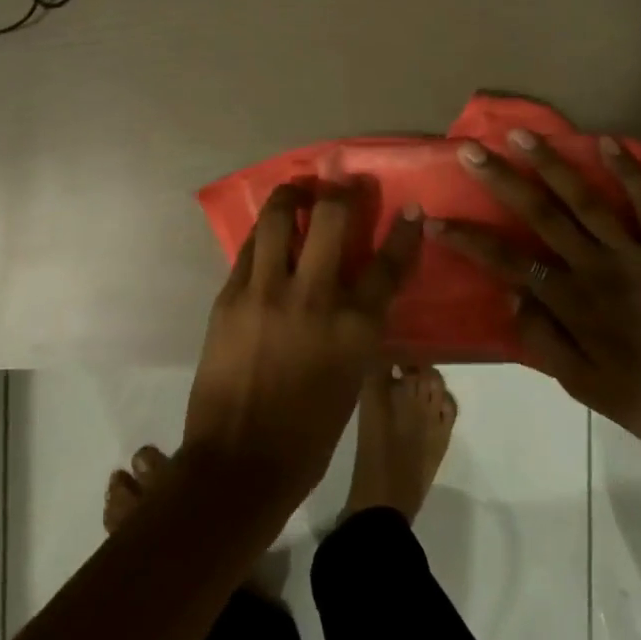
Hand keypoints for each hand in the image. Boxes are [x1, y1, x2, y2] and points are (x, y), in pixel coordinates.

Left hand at [182, 180, 422, 516]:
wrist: (240, 462)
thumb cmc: (308, 434)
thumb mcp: (351, 378)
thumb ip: (356, 327)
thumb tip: (355, 292)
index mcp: (356, 327)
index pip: (389, 265)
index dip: (404, 232)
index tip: (409, 208)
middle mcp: (315, 297)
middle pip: (333, 218)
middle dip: (341, 189)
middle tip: (340, 177)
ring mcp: (267, 292)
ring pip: (281, 218)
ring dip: (293, 194)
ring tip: (298, 189)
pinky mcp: (231, 296)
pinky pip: (250, 249)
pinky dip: (264, 234)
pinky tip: (269, 232)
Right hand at [430, 132, 640, 464]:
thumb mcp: (585, 388)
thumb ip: (544, 342)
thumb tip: (510, 297)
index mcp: (572, 304)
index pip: (507, 263)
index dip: (468, 241)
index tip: (434, 221)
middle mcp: (596, 269)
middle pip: (541, 216)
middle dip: (503, 182)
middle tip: (471, 153)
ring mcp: (634, 254)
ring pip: (586, 200)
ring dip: (552, 164)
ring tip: (522, 135)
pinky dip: (629, 172)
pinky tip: (607, 142)